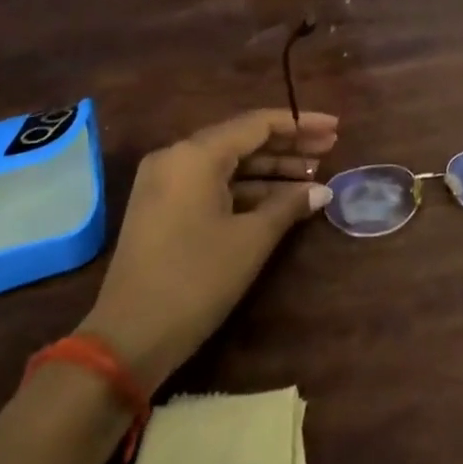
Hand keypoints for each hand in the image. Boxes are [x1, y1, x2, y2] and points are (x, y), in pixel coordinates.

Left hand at [80, 109, 338, 390]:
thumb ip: (289, 205)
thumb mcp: (251, 240)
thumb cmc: (195, 280)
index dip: (301, 124)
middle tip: (330, 150)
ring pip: (229, 164)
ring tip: (314, 177)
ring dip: (271, 170)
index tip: (335, 128)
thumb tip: (322, 190)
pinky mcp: (163, 208)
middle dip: (288, 146)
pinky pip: (213, 184)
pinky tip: (281, 200)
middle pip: (243, 139)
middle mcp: (176, 157)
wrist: (127, 339)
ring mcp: (166, 183)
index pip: (257, 124)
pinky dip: (247, 189)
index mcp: (195, 154)